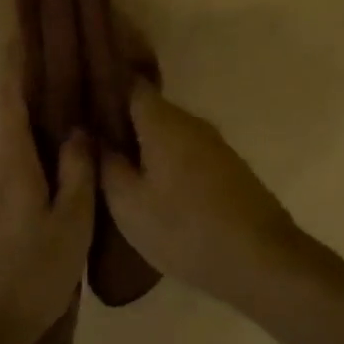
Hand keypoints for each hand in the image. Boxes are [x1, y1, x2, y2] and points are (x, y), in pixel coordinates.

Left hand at [0, 88, 94, 343]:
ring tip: (27, 143)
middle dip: (4, 92)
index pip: (4, 94)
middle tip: (37, 98)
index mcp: (7, 160)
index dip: (13, 64)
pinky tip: (9, 190)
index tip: (22, 40)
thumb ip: (77, 172)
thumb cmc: (30, 278)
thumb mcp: (72, 227)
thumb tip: (77, 130)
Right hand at [101, 79, 304, 305]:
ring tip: (116, 168)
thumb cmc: (186, 229)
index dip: (105, 87)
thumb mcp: (129, 205)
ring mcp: (213, 144)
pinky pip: (186, 152)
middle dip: (121, 122)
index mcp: (163, 121)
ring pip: (168, 133)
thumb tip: (91, 136)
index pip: (130, 84)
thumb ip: (106, 165)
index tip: (81, 102)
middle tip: (90, 143)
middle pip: (149, 110)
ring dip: (144, 145)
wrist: (262, 259)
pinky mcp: (227, 167)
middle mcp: (190, 121)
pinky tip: (153, 188)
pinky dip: (166, 162)